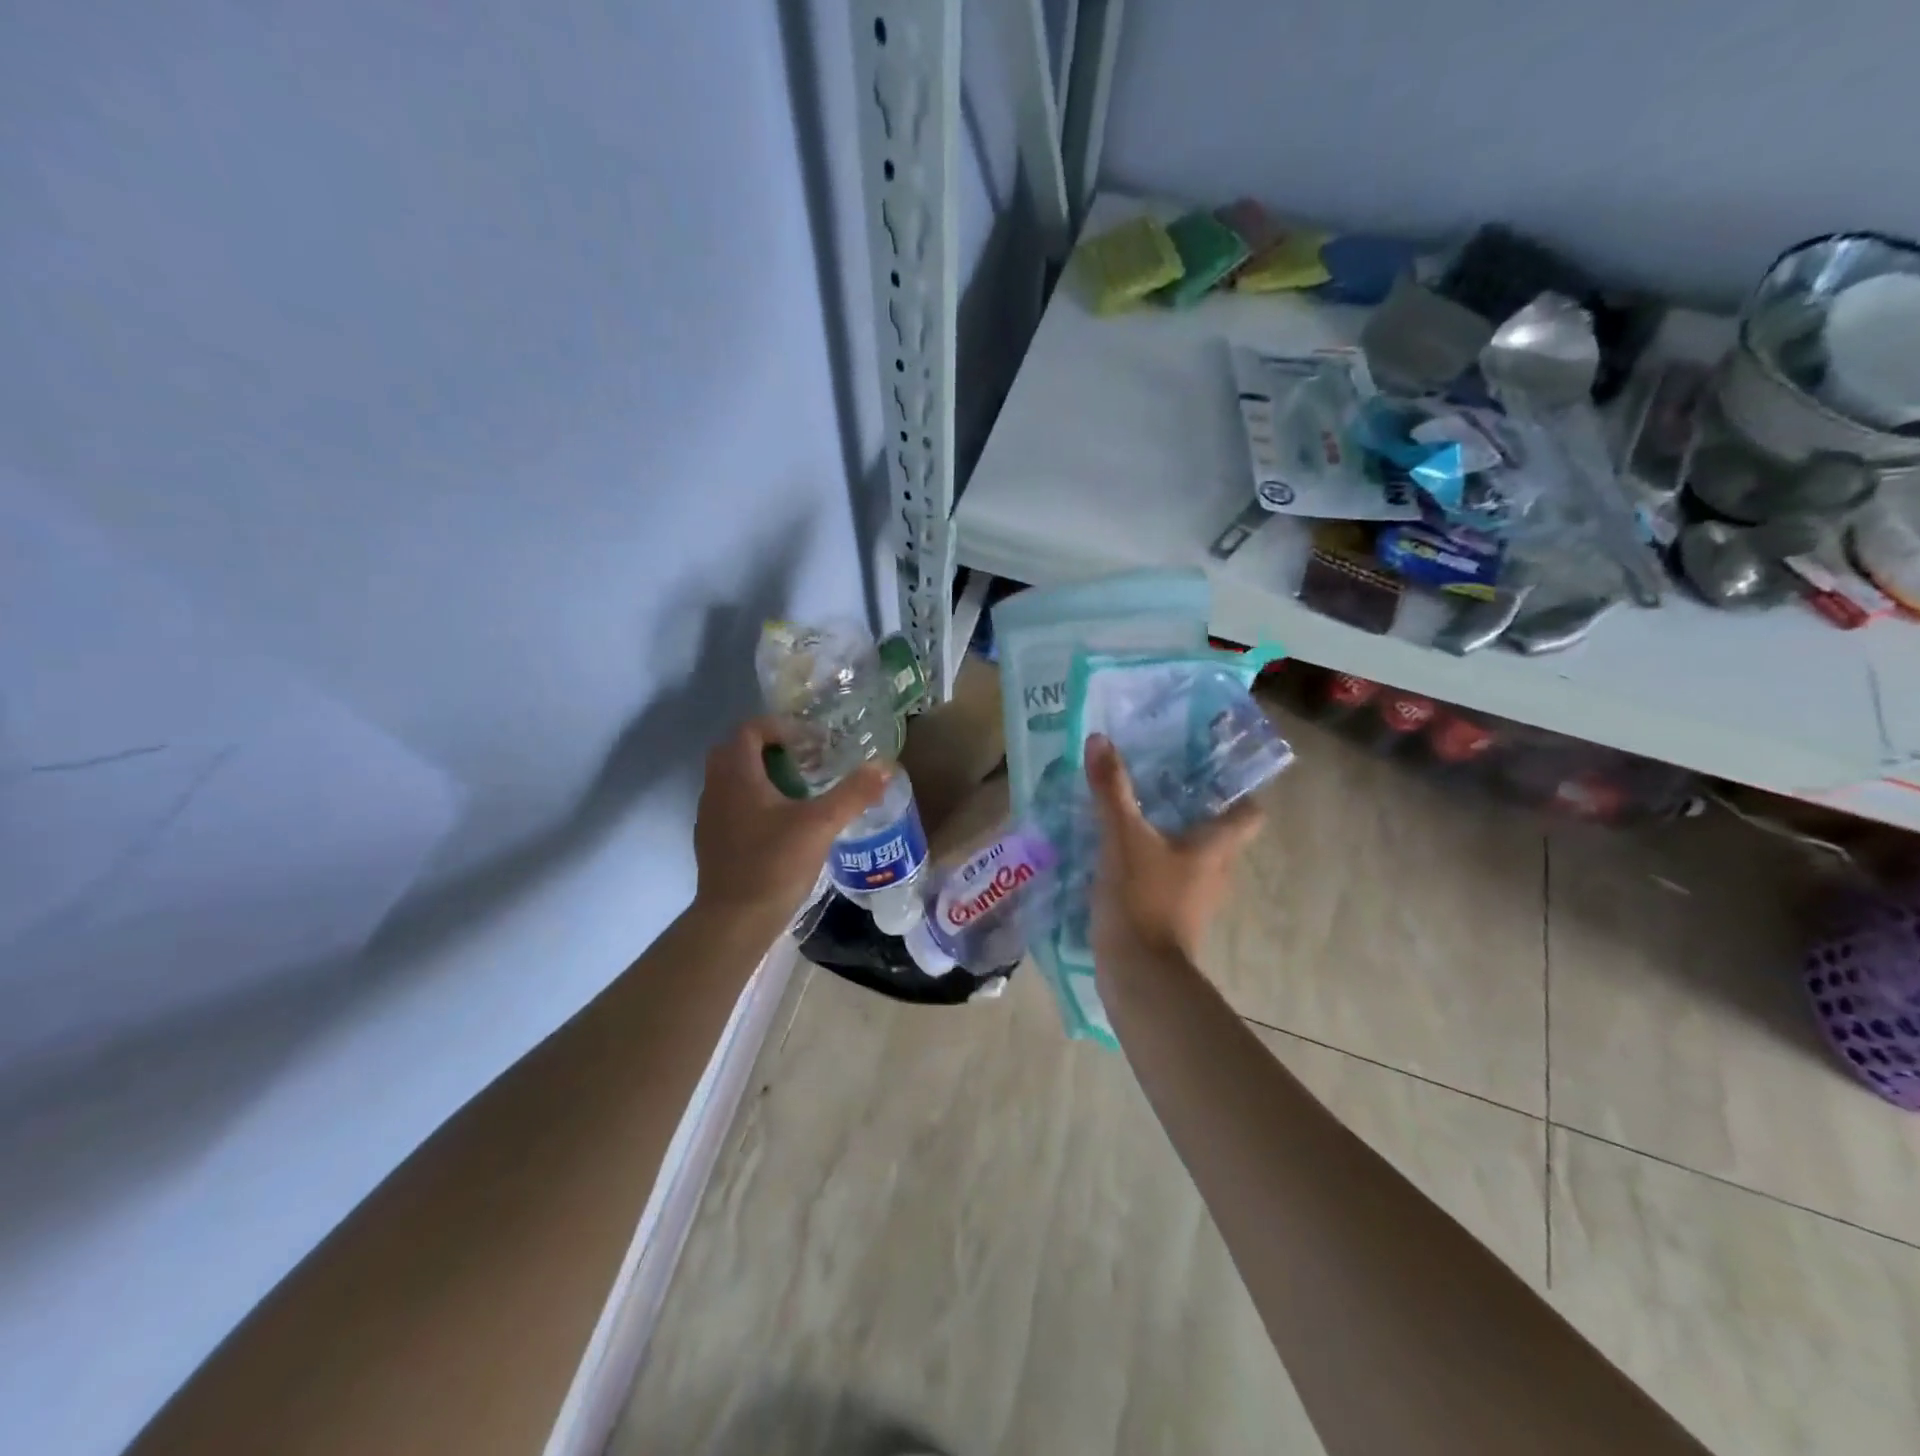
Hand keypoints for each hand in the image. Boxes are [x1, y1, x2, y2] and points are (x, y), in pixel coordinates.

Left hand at [692, 718, 886, 932]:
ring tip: (798, 790)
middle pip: (737, 750)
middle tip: (805, 760)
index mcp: (737, 776)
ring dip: (762, 774)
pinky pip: (731, 804)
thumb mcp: (821, 825)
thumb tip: (884, 766)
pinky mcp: (713, 840)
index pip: (750, 730)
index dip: (781, 727)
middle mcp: (716, 788)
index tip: (811, 741)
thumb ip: (853, 793)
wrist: (735, 920)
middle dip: (771, 748)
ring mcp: (710, 816)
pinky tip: (781, 823)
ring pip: (732, 779)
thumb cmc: (774, 864)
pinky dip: (754, 800)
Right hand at [1085, 733, 1262, 969]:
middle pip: (1219, 835)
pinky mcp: (1173, 920)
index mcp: (1215, 848)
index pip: (1249, 815)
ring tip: (1138, 817)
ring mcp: (1196, 901)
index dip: (1238, 792)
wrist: (1138, 972)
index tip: (1210, 772)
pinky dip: (1154, 868)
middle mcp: (1215, 873)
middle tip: (1163, 784)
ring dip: (1172, 841)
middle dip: (1195, 811)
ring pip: (1193, 861)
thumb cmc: (1142, 898)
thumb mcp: (1122, 836)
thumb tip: (1100, 739)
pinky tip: (1122, 858)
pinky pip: (1170, 883)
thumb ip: (1111, 790)